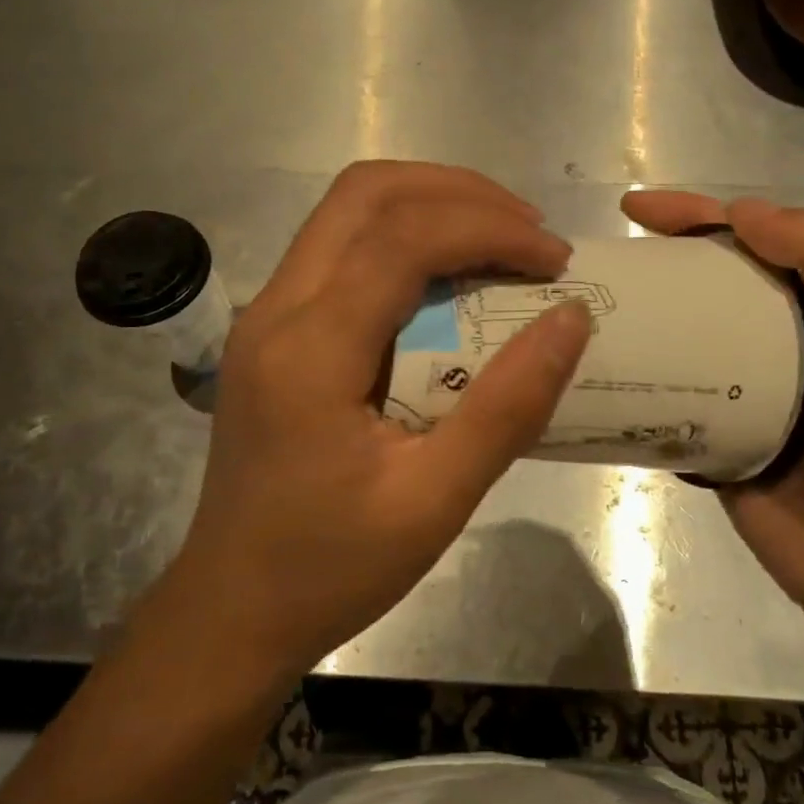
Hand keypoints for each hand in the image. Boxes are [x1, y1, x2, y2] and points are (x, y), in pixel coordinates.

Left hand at [153, 162, 590, 680]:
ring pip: (348, 211)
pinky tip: (449, 279)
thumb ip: (507, 407)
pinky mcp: (272, 331)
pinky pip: (340, 250)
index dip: (489, 229)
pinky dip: (403, 239)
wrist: (232, 610)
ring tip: (500, 241)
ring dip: (429, 206)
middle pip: (365, 193)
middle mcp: (275, 309)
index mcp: (310, 350)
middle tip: (529, 232)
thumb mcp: (434, 501)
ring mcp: (265, 315)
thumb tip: (571, 319)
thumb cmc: (331, 568)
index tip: (555, 260)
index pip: (403, 239)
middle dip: (459, 193)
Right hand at [622, 192, 803, 615]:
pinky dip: (640, 381)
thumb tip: (744, 211)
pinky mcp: (716, 436)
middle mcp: (786, 340)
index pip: (757, 238)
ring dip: (643, 320)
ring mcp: (746, 391)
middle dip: (661, 263)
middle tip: (602, 261)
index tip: (638, 209)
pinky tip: (595, 370)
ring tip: (587, 310)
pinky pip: (671, 397)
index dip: (699, 213)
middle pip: (712, 283)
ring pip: (685, 338)